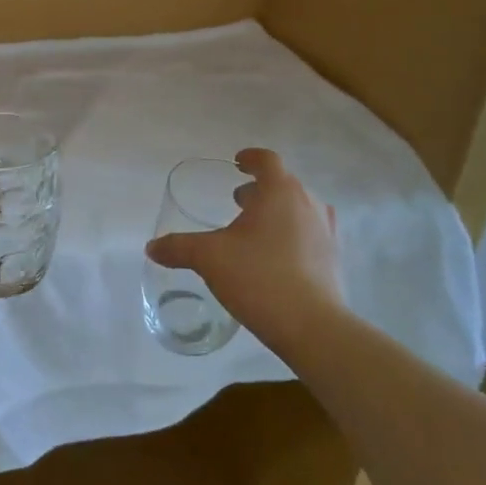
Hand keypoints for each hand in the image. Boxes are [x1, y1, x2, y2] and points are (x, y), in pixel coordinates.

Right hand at [145, 148, 342, 342]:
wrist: (312, 326)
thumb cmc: (259, 277)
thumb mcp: (209, 258)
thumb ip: (178, 247)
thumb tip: (152, 247)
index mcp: (280, 191)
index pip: (267, 161)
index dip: (250, 158)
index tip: (237, 163)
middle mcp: (308, 203)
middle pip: (284, 184)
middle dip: (260, 189)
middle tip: (238, 202)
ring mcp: (325, 231)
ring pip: (299, 209)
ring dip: (277, 212)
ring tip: (255, 231)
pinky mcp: (333, 258)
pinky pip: (310, 234)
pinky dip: (292, 234)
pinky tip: (275, 257)